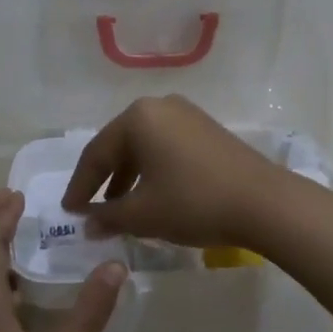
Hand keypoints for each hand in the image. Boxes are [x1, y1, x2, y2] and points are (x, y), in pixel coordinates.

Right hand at [60, 95, 283, 247]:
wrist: (264, 203)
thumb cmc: (193, 203)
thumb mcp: (143, 214)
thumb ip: (108, 217)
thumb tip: (88, 225)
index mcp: (137, 118)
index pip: (96, 154)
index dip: (79, 186)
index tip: (68, 212)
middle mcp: (160, 107)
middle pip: (119, 145)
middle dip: (103, 180)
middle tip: (89, 209)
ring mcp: (187, 115)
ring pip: (144, 146)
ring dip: (128, 177)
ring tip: (119, 207)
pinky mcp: (207, 130)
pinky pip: (167, 147)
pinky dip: (152, 170)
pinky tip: (152, 195)